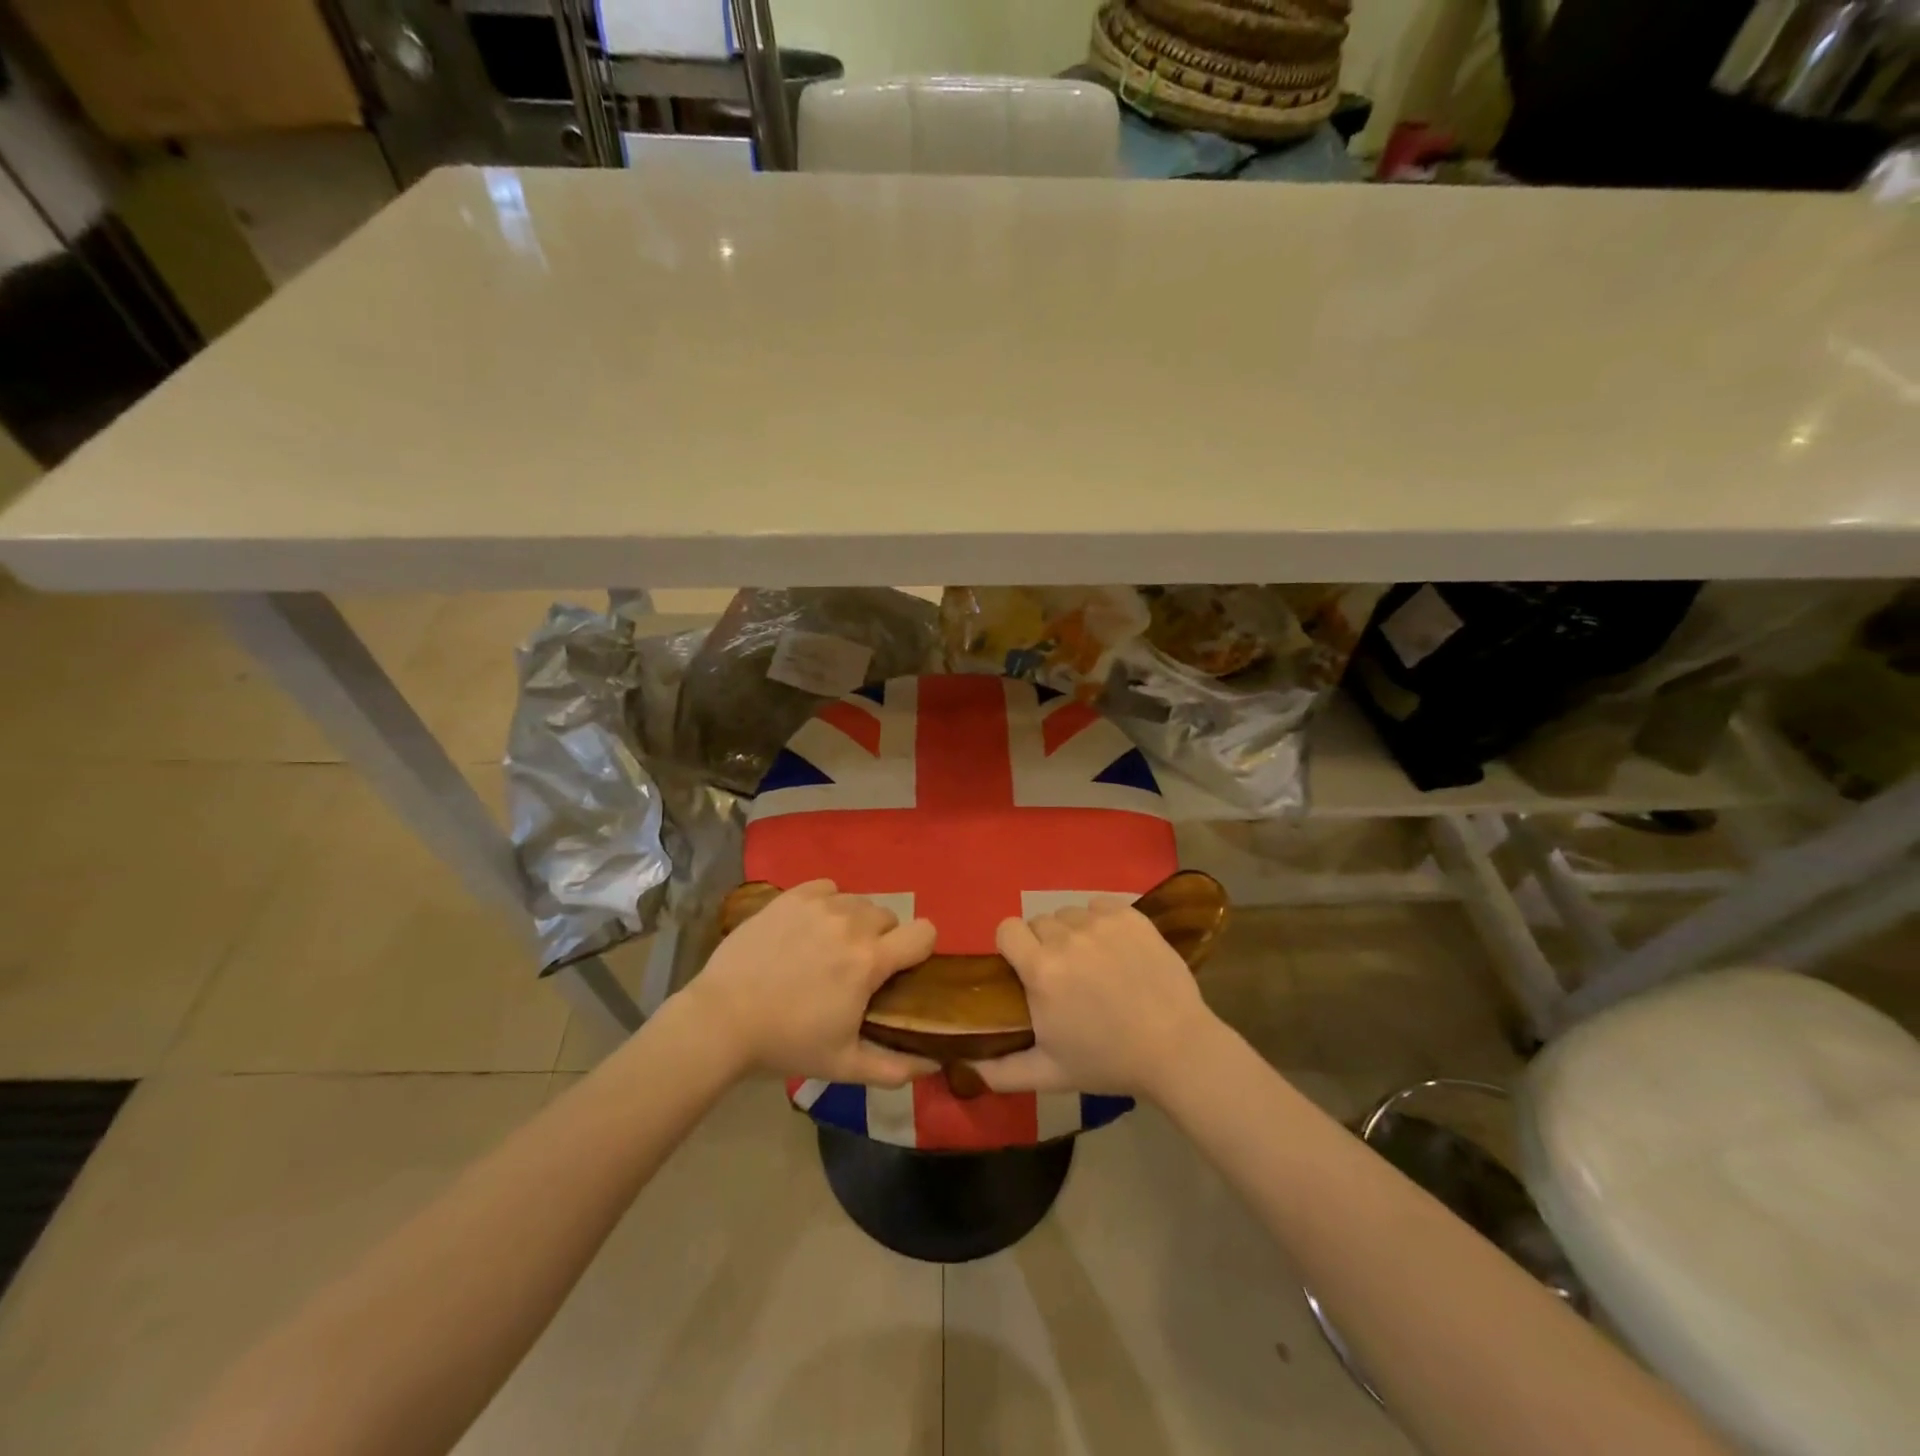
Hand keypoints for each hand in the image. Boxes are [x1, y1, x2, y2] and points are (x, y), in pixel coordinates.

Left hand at [683, 879, 938, 1086]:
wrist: (722, 1019)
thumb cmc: (786, 1043)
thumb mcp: (844, 1065)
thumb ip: (895, 1067)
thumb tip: (934, 1064)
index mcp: (869, 960)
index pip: (924, 932)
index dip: (920, 949)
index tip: (903, 968)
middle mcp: (851, 923)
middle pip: (889, 917)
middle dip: (882, 939)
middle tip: (856, 968)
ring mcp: (819, 905)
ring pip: (858, 902)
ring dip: (855, 922)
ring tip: (829, 948)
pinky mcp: (791, 897)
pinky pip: (827, 888)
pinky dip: (828, 903)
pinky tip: (811, 926)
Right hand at [976, 896, 1225, 1099]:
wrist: (1176, 1048)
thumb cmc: (1109, 1061)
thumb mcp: (1050, 1074)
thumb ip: (1003, 1071)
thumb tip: (967, 1068)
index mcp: (1041, 970)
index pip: (1006, 929)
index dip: (1012, 946)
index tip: (1024, 967)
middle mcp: (1066, 937)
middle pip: (1038, 922)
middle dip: (1044, 944)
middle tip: (1064, 975)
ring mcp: (1101, 923)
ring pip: (1069, 913)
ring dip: (1072, 933)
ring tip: (1093, 962)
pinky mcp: (1130, 915)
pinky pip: (1099, 906)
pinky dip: (1100, 921)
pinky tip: (1115, 949)